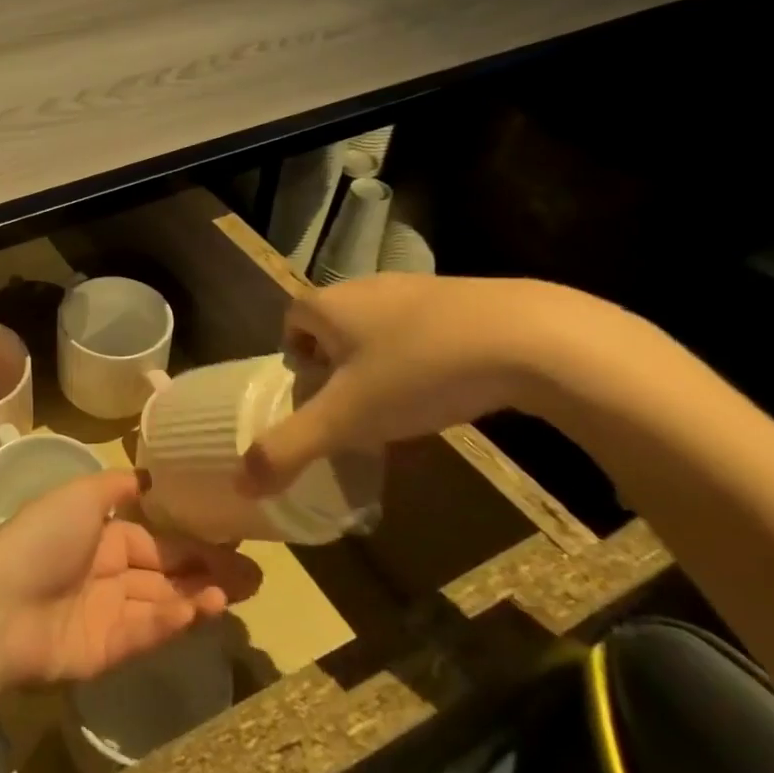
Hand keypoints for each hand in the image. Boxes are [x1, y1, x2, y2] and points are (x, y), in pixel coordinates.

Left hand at [0, 469, 261, 685]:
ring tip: (240, 590)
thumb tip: (151, 477)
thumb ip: (117, 487)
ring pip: (162, 603)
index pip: (155, 539)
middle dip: (208, 572)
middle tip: (256, 575)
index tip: (234, 541)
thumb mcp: (79, 495)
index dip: (192, 541)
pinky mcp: (106, 651)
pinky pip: (147, 631)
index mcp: (98, 535)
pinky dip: (174, 620)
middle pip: (165, 573)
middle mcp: (105, 573)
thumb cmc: (42, 539)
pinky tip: (204, 608)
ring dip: (199, 596)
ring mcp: (106, 614)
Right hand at [240, 273, 575, 496]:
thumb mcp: (346, 419)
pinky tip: (452, 391)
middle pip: (335, 326)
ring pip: (382, 329)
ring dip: (383, 364)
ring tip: (405, 408)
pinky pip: (426, 330)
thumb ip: (289, 448)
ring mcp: (419, 288)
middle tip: (358, 410)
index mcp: (329, 305)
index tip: (318, 397)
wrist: (533, 337)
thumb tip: (240, 485)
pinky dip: (426, 358)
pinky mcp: (466, 298)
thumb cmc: (418, 371)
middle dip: (338, 366)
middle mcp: (367, 287)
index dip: (296, 359)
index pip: (291, 321)